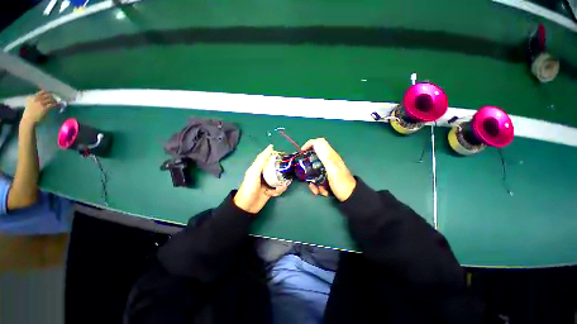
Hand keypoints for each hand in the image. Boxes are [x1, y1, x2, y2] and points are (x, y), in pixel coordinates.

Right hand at [22, 90, 56, 124]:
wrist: (29, 119)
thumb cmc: (29, 112)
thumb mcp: (30, 102)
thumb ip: (35, 98)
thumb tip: (42, 96)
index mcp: (32, 97)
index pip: (42, 92)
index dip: (48, 92)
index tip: (50, 94)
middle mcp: (36, 99)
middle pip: (47, 95)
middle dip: (52, 96)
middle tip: (55, 98)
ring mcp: (41, 103)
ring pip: (50, 99)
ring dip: (54, 100)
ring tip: (56, 101)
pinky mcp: (44, 108)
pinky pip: (51, 104)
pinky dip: (55, 104)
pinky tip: (56, 105)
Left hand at [234, 145, 290, 213]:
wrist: (247, 206)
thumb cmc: (249, 187)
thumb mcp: (254, 172)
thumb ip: (262, 160)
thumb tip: (271, 146)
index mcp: (259, 167)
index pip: (268, 157)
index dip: (275, 155)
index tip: (284, 155)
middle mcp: (265, 173)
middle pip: (277, 167)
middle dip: (282, 171)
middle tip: (287, 172)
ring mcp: (269, 182)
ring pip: (280, 178)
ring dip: (281, 183)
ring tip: (279, 187)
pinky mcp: (272, 190)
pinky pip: (280, 187)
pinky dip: (279, 190)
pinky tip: (274, 193)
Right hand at [301, 138, 355, 201]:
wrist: (350, 196)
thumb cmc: (341, 183)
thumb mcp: (332, 170)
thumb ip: (325, 157)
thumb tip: (316, 143)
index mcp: (330, 156)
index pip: (319, 142)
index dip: (309, 144)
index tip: (302, 152)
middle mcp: (328, 160)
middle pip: (314, 158)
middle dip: (309, 168)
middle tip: (307, 175)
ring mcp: (328, 169)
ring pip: (314, 170)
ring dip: (313, 180)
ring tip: (317, 189)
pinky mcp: (327, 176)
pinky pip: (317, 177)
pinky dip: (317, 185)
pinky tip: (321, 191)